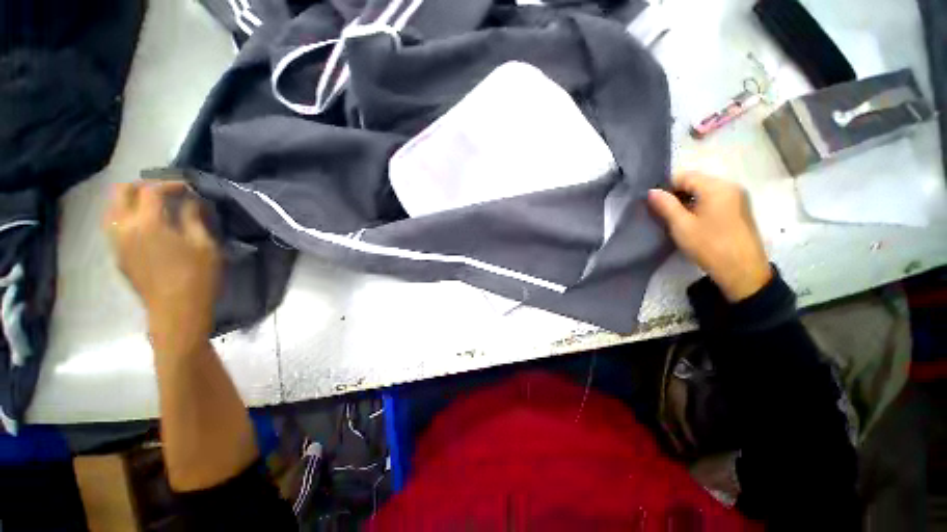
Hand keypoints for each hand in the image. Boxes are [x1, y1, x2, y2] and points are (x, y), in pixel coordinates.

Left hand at [104, 181, 219, 355]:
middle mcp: (124, 228)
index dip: (171, 184)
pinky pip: (114, 225)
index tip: (189, 187)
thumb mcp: (205, 245)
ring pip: (113, 208)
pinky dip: (128, 216)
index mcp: (147, 224)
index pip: (152, 190)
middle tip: (166, 192)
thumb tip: (191, 201)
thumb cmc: (197, 277)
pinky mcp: (117, 255)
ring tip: (155, 207)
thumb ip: (194, 218)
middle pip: (121, 192)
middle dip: (143, 186)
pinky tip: (147, 226)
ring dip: (132, 201)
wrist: (176, 312)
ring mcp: (116, 242)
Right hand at [648, 173, 771, 301]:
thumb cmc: (709, 245)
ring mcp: (737, 197)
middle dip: (677, 195)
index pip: (684, 176)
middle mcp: (730, 186)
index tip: (655, 205)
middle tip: (663, 214)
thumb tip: (651, 191)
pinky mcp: (739, 209)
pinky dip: (700, 206)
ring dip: (688, 201)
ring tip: (677, 220)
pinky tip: (693, 223)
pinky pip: (714, 200)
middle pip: (695, 182)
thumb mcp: (681, 225)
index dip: (666, 188)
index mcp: (716, 187)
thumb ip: (665, 205)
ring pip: (704, 191)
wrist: (742, 271)